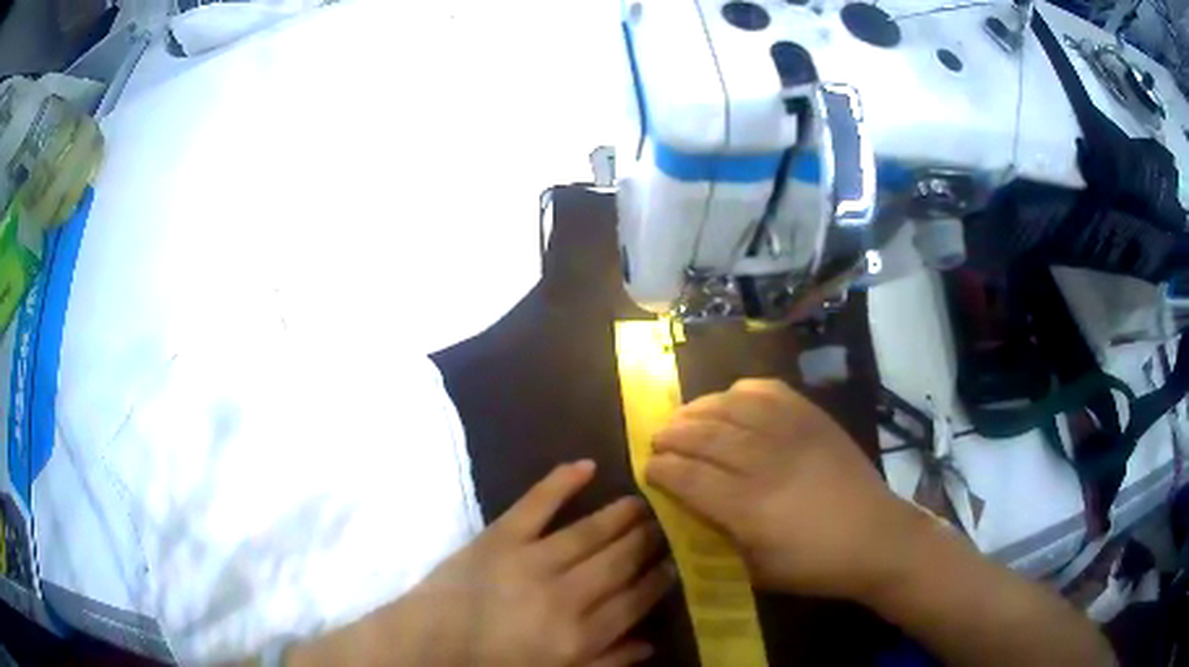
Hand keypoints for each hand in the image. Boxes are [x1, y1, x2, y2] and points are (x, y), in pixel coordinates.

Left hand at [294, 461, 673, 666]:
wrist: (430, 644)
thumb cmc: (494, 665)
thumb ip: (605, 663)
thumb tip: (649, 644)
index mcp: (580, 634)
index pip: (636, 600)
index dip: (659, 580)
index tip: (675, 564)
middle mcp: (566, 594)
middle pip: (620, 562)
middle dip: (646, 542)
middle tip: (665, 525)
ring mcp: (532, 560)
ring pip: (590, 532)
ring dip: (620, 515)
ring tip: (641, 502)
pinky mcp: (500, 536)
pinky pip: (536, 504)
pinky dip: (560, 482)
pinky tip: (587, 465)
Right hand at [645, 379, 922, 602]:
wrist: (876, 536)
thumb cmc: (814, 564)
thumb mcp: (756, 570)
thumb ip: (719, 538)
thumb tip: (689, 511)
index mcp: (748, 508)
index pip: (688, 477)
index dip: (661, 469)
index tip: (649, 468)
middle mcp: (765, 462)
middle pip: (703, 435)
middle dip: (672, 434)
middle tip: (658, 439)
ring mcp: (791, 432)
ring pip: (730, 406)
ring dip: (698, 409)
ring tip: (685, 417)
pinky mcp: (813, 417)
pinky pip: (768, 390)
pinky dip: (741, 392)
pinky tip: (730, 401)